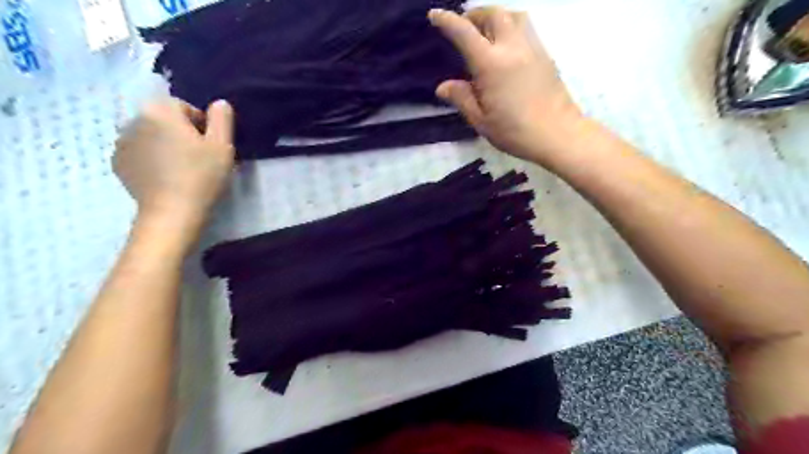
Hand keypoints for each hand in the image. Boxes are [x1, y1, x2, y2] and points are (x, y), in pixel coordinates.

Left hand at [114, 95, 235, 229]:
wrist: (172, 211)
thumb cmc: (202, 175)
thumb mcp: (223, 145)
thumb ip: (222, 118)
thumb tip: (219, 103)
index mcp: (161, 111)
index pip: (184, 107)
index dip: (202, 125)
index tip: (210, 146)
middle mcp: (134, 119)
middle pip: (165, 119)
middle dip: (181, 133)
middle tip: (198, 158)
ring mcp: (122, 142)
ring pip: (151, 135)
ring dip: (165, 145)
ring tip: (181, 169)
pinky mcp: (118, 162)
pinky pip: (139, 152)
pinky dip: (151, 159)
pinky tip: (165, 176)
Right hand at [429, 7, 589, 164]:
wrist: (559, 134)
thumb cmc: (515, 132)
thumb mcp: (481, 121)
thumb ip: (462, 99)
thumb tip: (443, 87)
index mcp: (491, 64)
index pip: (464, 33)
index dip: (447, 21)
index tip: (434, 15)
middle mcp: (512, 47)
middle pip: (493, 13)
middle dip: (474, 14)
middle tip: (464, 27)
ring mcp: (533, 48)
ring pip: (514, 15)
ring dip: (496, 17)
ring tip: (486, 33)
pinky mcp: (546, 55)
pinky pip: (526, 29)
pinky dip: (511, 27)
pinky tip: (506, 48)